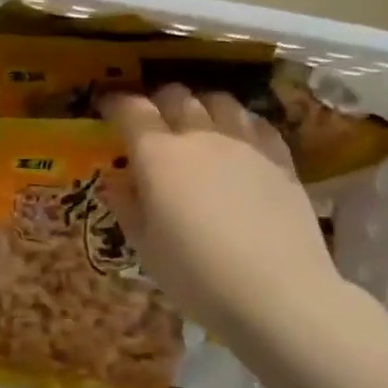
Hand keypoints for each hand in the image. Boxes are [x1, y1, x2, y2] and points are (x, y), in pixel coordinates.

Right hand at [101, 85, 342, 338]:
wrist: (277, 292)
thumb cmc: (196, 275)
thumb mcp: (145, 248)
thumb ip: (126, 207)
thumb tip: (115, 183)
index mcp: (158, 155)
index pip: (132, 110)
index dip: (115, 103)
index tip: (107, 106)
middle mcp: (201, 136)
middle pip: (177, 96)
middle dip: (158, 100)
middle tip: (151, 120)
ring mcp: (245, 143)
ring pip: (220, 101)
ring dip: (202, 105)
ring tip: (198, 123)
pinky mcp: (281, 159)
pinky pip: (258, 122)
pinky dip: (241, 122)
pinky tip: (240, 140)